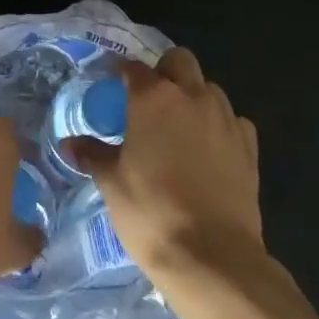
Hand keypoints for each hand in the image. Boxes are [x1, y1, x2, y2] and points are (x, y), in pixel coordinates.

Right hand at [68, 47, 265, 284]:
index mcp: (153, 97)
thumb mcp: (112, 183)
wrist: (213, 258)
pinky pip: (234, 120)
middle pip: (180, 60)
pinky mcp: (249, 147)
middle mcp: (191, 96)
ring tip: (180, 124)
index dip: (122, 71)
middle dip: (165, 70)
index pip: (134, 67)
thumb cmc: (151, 212)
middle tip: (150, 97)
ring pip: (210, 88)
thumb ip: (92, 155)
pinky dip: (221, 125)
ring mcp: (225, 119)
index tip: (113, 80)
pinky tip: (211, 147)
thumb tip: (68, 144)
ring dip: (194, 96)